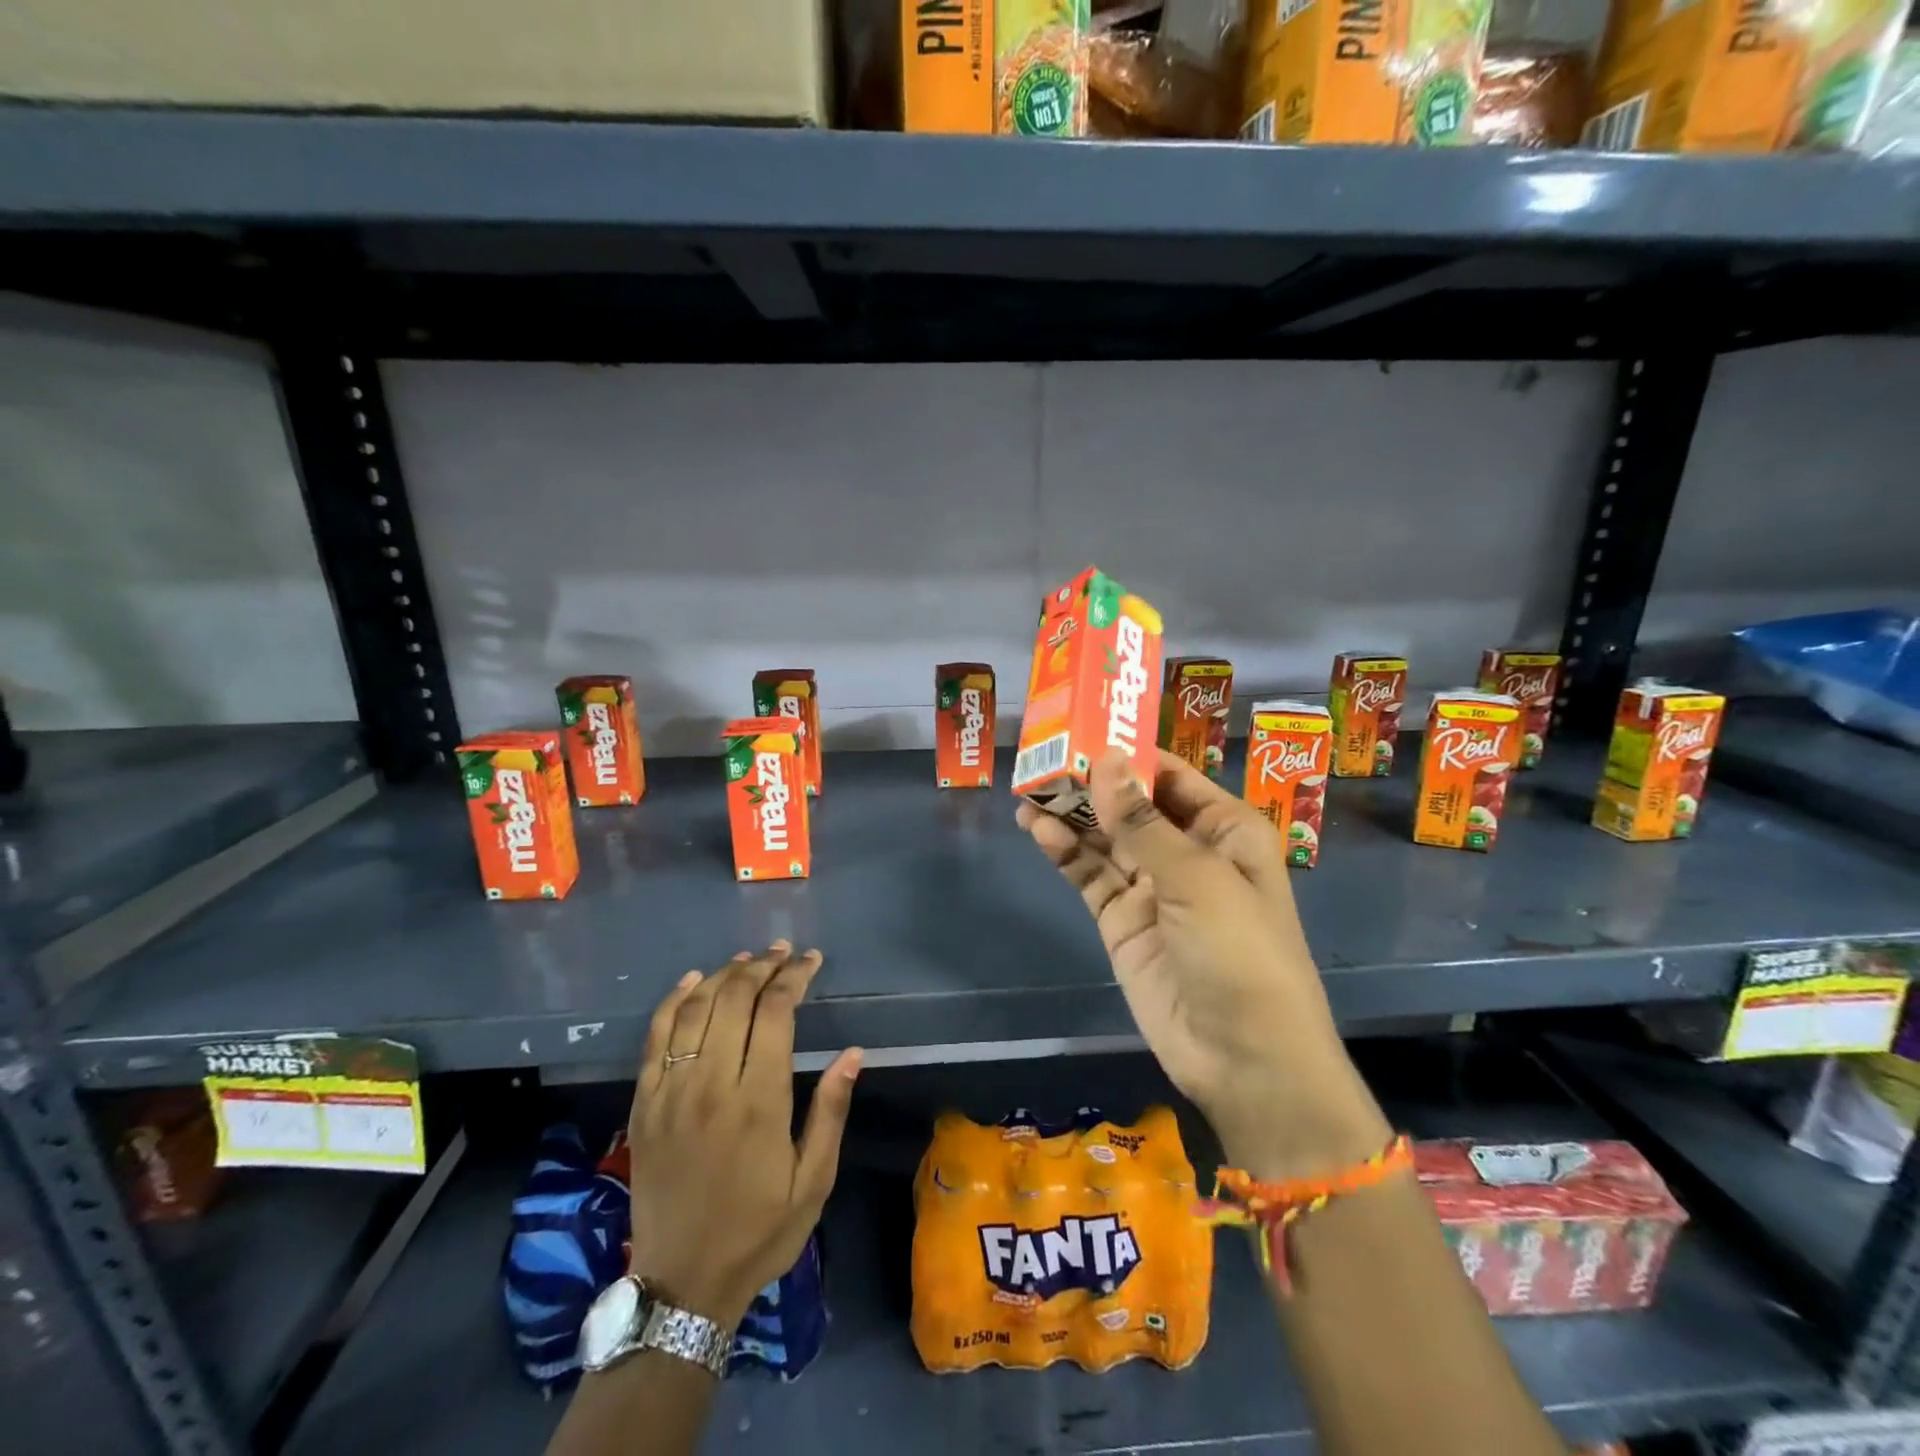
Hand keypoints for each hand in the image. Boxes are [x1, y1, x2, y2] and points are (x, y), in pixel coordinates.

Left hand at [625, 943, 861, 1327]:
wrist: (681, 1286)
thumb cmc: (758, 1233)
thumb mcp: (813, 1182)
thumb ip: (831, 1112)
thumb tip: (853, 1053)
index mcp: (758, 1101)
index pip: (775, 1011)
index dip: (794, 976)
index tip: (811, 961)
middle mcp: (711, 1084)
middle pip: (734, 998)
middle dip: (762, 965)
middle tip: (783, 953)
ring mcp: (670, 1092)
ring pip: (694, 1008)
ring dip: (723, 974)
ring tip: (748, 959)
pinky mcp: (644, 1104)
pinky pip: (655, 1036)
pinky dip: (674, 1000)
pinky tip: (693, 981)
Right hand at [1018, 750, 1389, 1179]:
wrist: (1244, 1060)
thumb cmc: (1240, 953)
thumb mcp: (1196, 878)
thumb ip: (1141, 820)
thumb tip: (1103, 759)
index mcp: (1224, 830)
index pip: (1168, 775)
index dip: (1126, 753)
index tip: (1079, 731)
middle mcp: (1187, 851)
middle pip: (1130, 804)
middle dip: (1090, 783)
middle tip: (1042, 761)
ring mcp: (1151, 887)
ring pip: (1104, 838)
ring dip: (1070, 815)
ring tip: (1028, 793)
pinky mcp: (1122, 920)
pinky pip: (1090, 875)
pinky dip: (1066, 852)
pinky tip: (1040, 831)